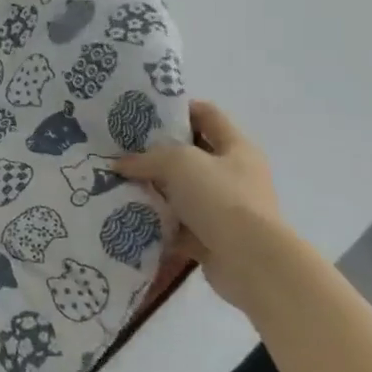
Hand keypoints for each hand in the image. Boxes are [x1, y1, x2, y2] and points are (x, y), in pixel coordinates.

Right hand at [118, 102, 283, 310]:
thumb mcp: (179, 163)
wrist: (251, 262)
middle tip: (124, 149)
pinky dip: (159, 221)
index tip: (144, 114)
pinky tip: (131, 215)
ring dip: (156, 189)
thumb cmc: (220, 198)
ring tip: (121, 182)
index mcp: (236, 148)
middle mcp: (234, 175)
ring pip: (183, 191)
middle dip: (158, 152)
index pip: (207, 114)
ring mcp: (225, 208)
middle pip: (192, 154)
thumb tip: (120, 164)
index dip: (178, 109)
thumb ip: (147, 158)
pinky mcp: (213, 237)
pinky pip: (180, 223)